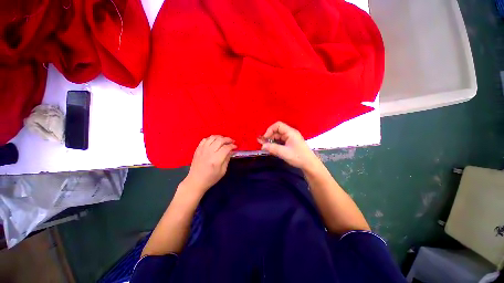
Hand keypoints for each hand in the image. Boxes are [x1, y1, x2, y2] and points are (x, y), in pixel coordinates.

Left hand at [183, 135, 236, 194]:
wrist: (196, 181)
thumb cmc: (211, 178)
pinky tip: (214, 141)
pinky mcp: (198, 149)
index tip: (235, 147)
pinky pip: (205, 139)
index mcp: (216, 159)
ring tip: (224, 140)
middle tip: (232, 141)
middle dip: (228, 139)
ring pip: (212, 137)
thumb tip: (230, 151)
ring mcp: (202, 150)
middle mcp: (209, 152)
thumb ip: (227, 159)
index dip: (232, 146)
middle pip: (220, 140)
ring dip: (220, 137)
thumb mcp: (223, 171)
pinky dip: (211, 138)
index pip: (226, 148)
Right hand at [259, 121, 320, 169]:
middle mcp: (290, 133)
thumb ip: (272, 148)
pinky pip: (280, 141)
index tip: (265, 138)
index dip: (270, 130)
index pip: (278, 125)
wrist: (309, 164)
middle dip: (269, 136)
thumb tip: (262, 146)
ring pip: (278, 136)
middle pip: (277, 130)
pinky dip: (275, 143)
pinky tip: (271, 148)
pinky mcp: (290, 143)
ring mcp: (290, 138)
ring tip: (265, 146)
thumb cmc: (298, 157)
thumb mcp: (284, 153)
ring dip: (271, 140)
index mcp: (290, 132)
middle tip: (262, 143)